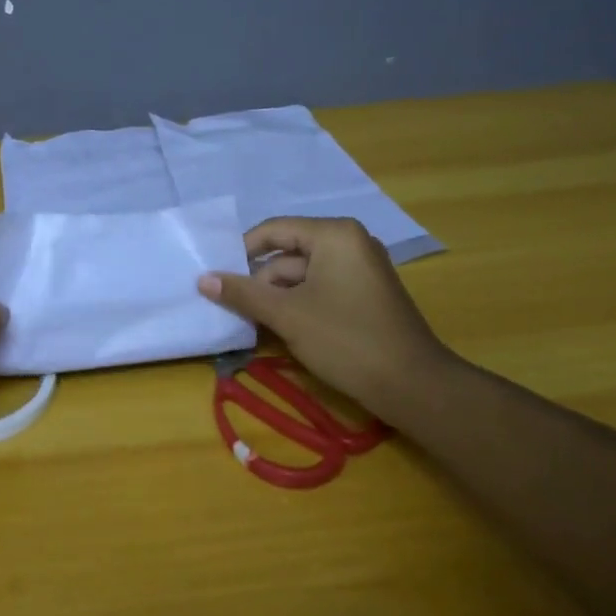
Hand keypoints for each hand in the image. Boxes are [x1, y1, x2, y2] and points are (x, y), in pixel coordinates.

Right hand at [197, 217, 451, 421]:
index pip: (274, 231)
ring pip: (302, 276)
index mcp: (334, 235)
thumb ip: (243, 293)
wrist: (413, 385)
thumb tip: (203, 279)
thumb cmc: (346, 339)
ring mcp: (360, 269)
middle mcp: (349, 243)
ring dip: (276, 298)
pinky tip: (280, 330)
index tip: (216, 277)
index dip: (241, 252)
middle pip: (288, 255)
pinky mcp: (365, 295)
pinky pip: (320, 290)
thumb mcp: (287, 315)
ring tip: (251, 324)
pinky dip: (298, 306)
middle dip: (259, 282)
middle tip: (231, 308)